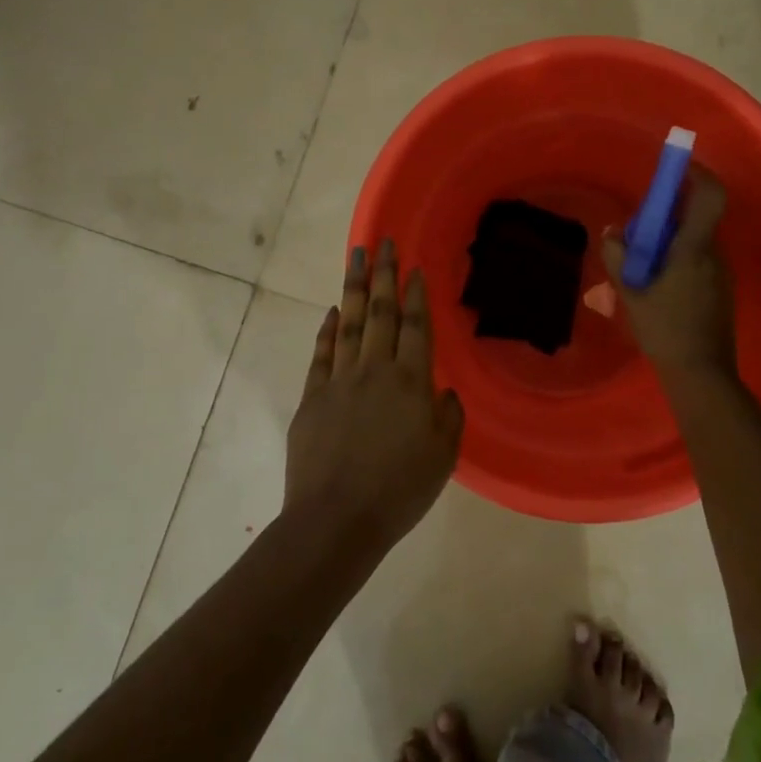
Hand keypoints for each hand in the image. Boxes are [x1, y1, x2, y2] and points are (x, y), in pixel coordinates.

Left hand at [285, 239, 463, 548]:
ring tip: (356, 257)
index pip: (416, 326)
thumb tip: (442, 391)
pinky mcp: (312, 398)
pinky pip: (322, 354)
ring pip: (349, 323)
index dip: (415, 295)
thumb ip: (448, 417)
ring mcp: (339, 381)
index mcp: (411, 383)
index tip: (412, 267)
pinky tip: (331, 312)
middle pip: (381, 313)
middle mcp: (375, 370)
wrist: (337, 519)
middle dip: (383, 275)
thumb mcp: (443, 457)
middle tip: (383, 242)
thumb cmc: (399, 491)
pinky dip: (327, 330)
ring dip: (354, 288)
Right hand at [601, 166, 736, 384]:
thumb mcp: (632, 293)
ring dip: (670, 242)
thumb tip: (613, 233)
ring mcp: (722, 273)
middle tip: (637, 233)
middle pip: (696, 218)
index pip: (710, 196)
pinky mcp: (721, 290)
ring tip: (641, 267)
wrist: (702, 374)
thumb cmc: (666, 330)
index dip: (697, 174)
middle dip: (667, 217)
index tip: (678, 166)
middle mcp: (714, 254)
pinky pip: (699, 261)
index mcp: (694, 249)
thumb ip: (619, 258)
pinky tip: (657, 287)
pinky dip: (678, 261)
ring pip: (695, 242)